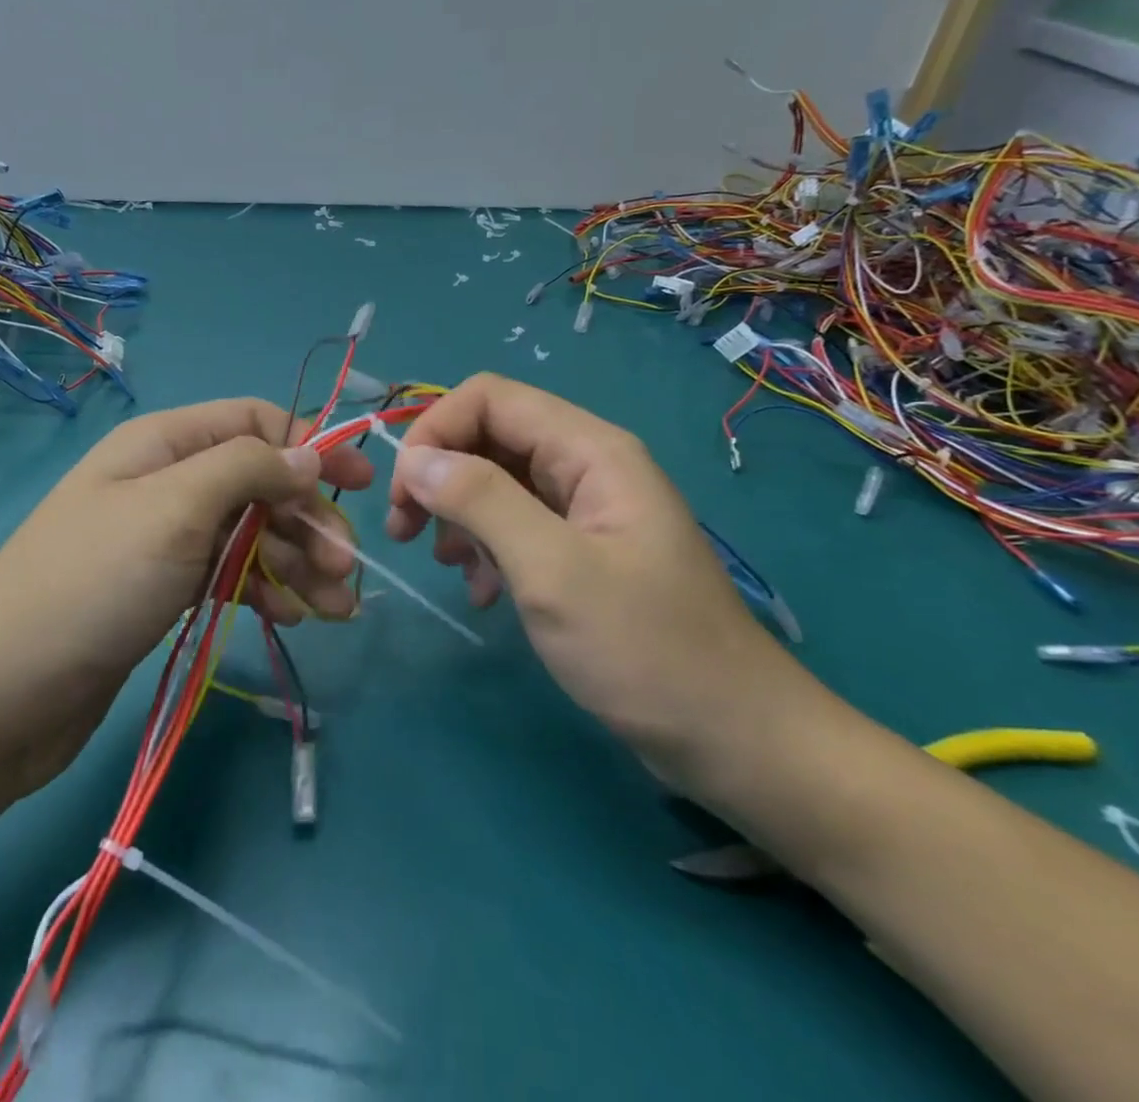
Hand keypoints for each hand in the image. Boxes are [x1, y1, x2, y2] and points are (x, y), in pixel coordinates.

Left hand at [1, 396, 375, 671]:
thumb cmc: (92, 584)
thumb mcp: (175, 508)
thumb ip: (248, 469)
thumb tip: (309, 452)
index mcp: (163, 444)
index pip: (254, 422)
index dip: (311, 445)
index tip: (359, 483)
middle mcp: (167, 482)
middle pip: (259, 483)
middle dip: (308, 519)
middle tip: (347, 568)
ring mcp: (164, 539)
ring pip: (250, 534)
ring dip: (297, 563)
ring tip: (337, 607)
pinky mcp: (163, 590)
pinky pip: (229, 576)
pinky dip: (264, 590)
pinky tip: (292, 617)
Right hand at [384, 374, 809, 780]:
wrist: (734, 739)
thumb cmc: (644, 650)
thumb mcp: (552, 570)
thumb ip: (481, 501)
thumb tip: (416, 460)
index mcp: (590, 450)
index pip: (490, 398)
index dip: (437, 431)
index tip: (404, 494)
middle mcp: (587, 466)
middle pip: (491, 436)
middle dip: (440, 474)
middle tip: (405, 532)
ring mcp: (587, 510)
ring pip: (498, 481)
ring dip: (459, 514)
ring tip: (448, 566)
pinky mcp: (583, 551)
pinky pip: (517, 525)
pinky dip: (487, 548)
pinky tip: (483, 593)